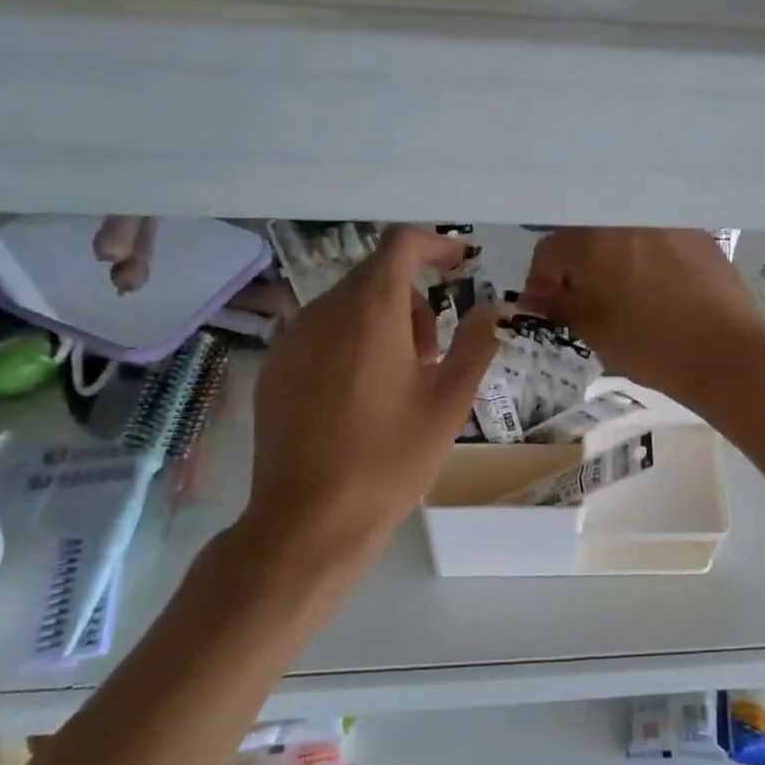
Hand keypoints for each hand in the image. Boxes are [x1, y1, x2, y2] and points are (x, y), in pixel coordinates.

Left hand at [240, 226, 499, 570]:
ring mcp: (292, 340)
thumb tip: (490, 309)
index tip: (463, 264)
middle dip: (414, 302)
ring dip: (384, 325)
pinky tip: (361, 398)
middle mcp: (324, 311)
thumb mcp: (449, 402)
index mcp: (371, 311)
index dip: (437, 245)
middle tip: (435, 356)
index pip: (401, 244)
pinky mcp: (274, 368)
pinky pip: (322, 334)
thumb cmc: (390, 458)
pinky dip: (352, 344)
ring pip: (349, 306)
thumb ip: (475, 344)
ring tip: (401, 382)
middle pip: (377, 277)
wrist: (309, 520)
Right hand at [522, 229, 764, 417]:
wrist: (729, 354)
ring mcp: (666, 221)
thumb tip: (536, 294)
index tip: (552, 306)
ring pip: (622, 233)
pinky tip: (659, 284)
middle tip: (586, 298)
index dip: (543, 282)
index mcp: (594, 242)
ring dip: (613, 257)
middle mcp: (627, 218)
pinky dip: (646, 254)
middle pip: (585, 235)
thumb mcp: (596, 333)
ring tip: (625, 291)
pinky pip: (656, 236)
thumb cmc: (654, 349)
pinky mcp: (697, 232)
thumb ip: (560, 305)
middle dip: (578, 265)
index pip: (549, 251)